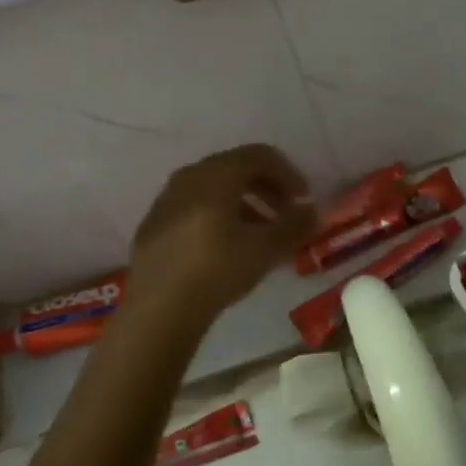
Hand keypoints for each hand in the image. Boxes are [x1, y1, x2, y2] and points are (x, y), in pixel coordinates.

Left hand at [126, 145, 316, 333]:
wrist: (157, 309)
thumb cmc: (217, 269)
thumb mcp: (267, 248)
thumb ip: (295, 225)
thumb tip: (312, 211)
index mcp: (217, 173)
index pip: (260, 155)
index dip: (288, 173)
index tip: (303, 200)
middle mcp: (189, 176)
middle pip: (236, 168)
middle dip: (267, 188)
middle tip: (286, 214)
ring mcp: (166, 199)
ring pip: (214, 189)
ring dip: (244, 204)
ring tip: (260, 234)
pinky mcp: (153, 224)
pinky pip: (193, 207)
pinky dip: (218, 216)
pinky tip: (226, 247)